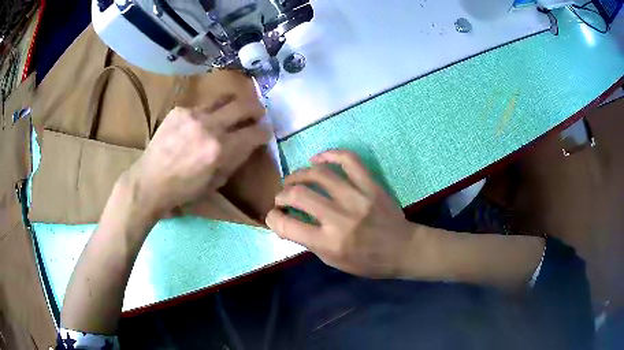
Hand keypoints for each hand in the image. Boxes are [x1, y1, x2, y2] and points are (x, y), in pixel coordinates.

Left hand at [124, 95, 270, 216]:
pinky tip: (200, 124)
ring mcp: (192, 114)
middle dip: (256, 108)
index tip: (266, 132)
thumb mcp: (215, 181)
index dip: (265, 131)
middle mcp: (209, 126)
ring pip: (223, 99)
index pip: (254, 132)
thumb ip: (235, 159)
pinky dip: (208, 114)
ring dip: (233, 105)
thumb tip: (249, 144)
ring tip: (233, 111)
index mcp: (219, 149)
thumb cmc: (183, 189)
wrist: (149, 181)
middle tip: (257, 113)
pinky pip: (201, 106)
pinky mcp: (179, 110)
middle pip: (243, 105)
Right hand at [266, 150, 425, 277]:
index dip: (272, 218)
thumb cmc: (368, 262)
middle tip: (281, 197)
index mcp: (330, 243)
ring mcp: (357, 197)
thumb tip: (286, 223)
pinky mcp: (371, 185)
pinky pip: (348, 160)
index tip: (272, 215)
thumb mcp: (334, 261)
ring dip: (299, 174)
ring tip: (293, 179)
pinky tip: (317, 159)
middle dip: (282, 194)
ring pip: (319, 174)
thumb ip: (309, 242)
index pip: (288, 226)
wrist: (403, 249)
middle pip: (299, 194)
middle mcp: (340, 218)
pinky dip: (329, 155)